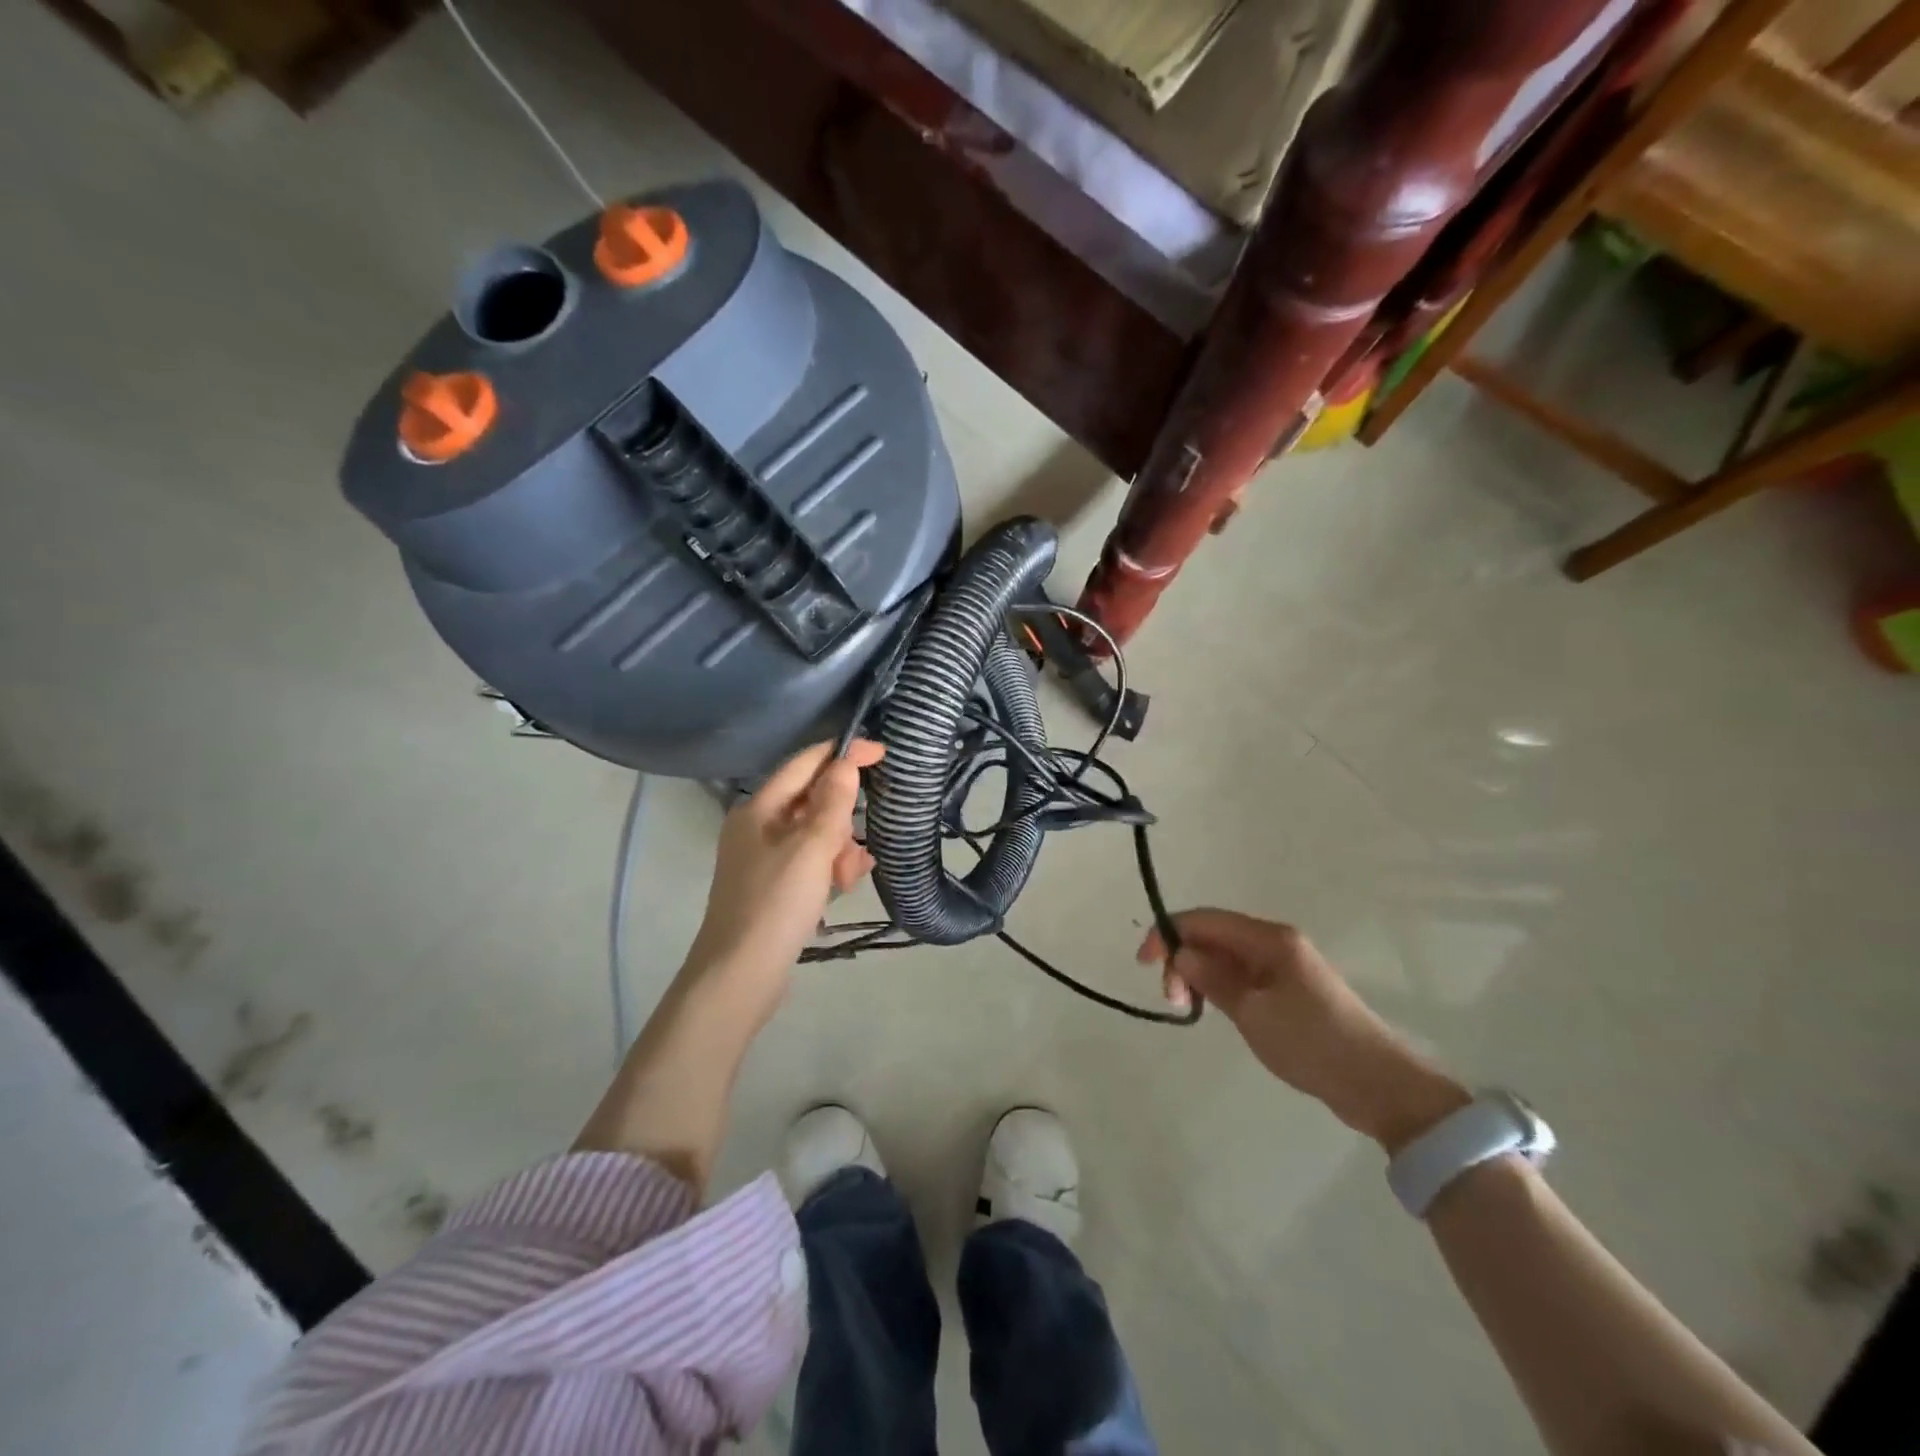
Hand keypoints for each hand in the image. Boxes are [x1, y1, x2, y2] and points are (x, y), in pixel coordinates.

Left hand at [683, 739, 883, 1025]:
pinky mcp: (775, 887)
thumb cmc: (775, 904)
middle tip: (859, 838)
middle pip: (811, 800)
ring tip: (851, 873)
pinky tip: (845, 884)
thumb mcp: (811, 847)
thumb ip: (832, 802)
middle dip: (842, 815)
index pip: (804, 764)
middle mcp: (758, 827)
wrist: (740, 976)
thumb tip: (846, 762)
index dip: (842, 754)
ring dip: (840, 846)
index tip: (882, 752)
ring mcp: (764, 859)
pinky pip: (811, 863)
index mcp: (758, 809)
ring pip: (815, 834)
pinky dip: (830, 868)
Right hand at [1141, 909, 1468, 1150]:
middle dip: (1183, 958)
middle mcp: (1275, 943)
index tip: (1143, 964)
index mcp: (1268, 938)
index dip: (1167, 934)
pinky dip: (1220, 986)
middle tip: (1175, 1000)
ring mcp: (1284, 966)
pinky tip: (1215, 1009)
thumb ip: (1212, 977)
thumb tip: (1180, 953)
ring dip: (1200, 975)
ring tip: (1191, 1008)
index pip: (1203, 920)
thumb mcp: (1251, 1011)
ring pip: (1225, 957)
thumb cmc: (1311, 1042)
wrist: (1376, 1084)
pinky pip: (1242, 976)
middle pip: (1212, 935)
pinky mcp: (1289, 990)